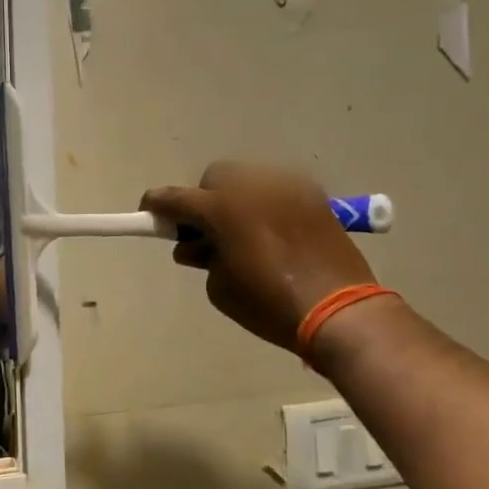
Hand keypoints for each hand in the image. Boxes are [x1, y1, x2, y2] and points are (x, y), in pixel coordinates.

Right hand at [142, 162, 378, 353]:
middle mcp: (252, 186)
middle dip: (203, 200)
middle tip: (206, 233)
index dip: (157, 205)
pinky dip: (265, 205)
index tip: (149, 213)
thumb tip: (196, 245)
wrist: (339, 310)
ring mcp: (286, 187)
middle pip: (213, 178)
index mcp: (222, 209)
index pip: (176, 198)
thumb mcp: (220, 288)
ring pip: (247, 180)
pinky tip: (272, 233)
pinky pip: (276, 190)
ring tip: (243, 234)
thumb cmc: (269, 303)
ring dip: (235, 200)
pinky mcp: (312, 195)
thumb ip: (201, 257)